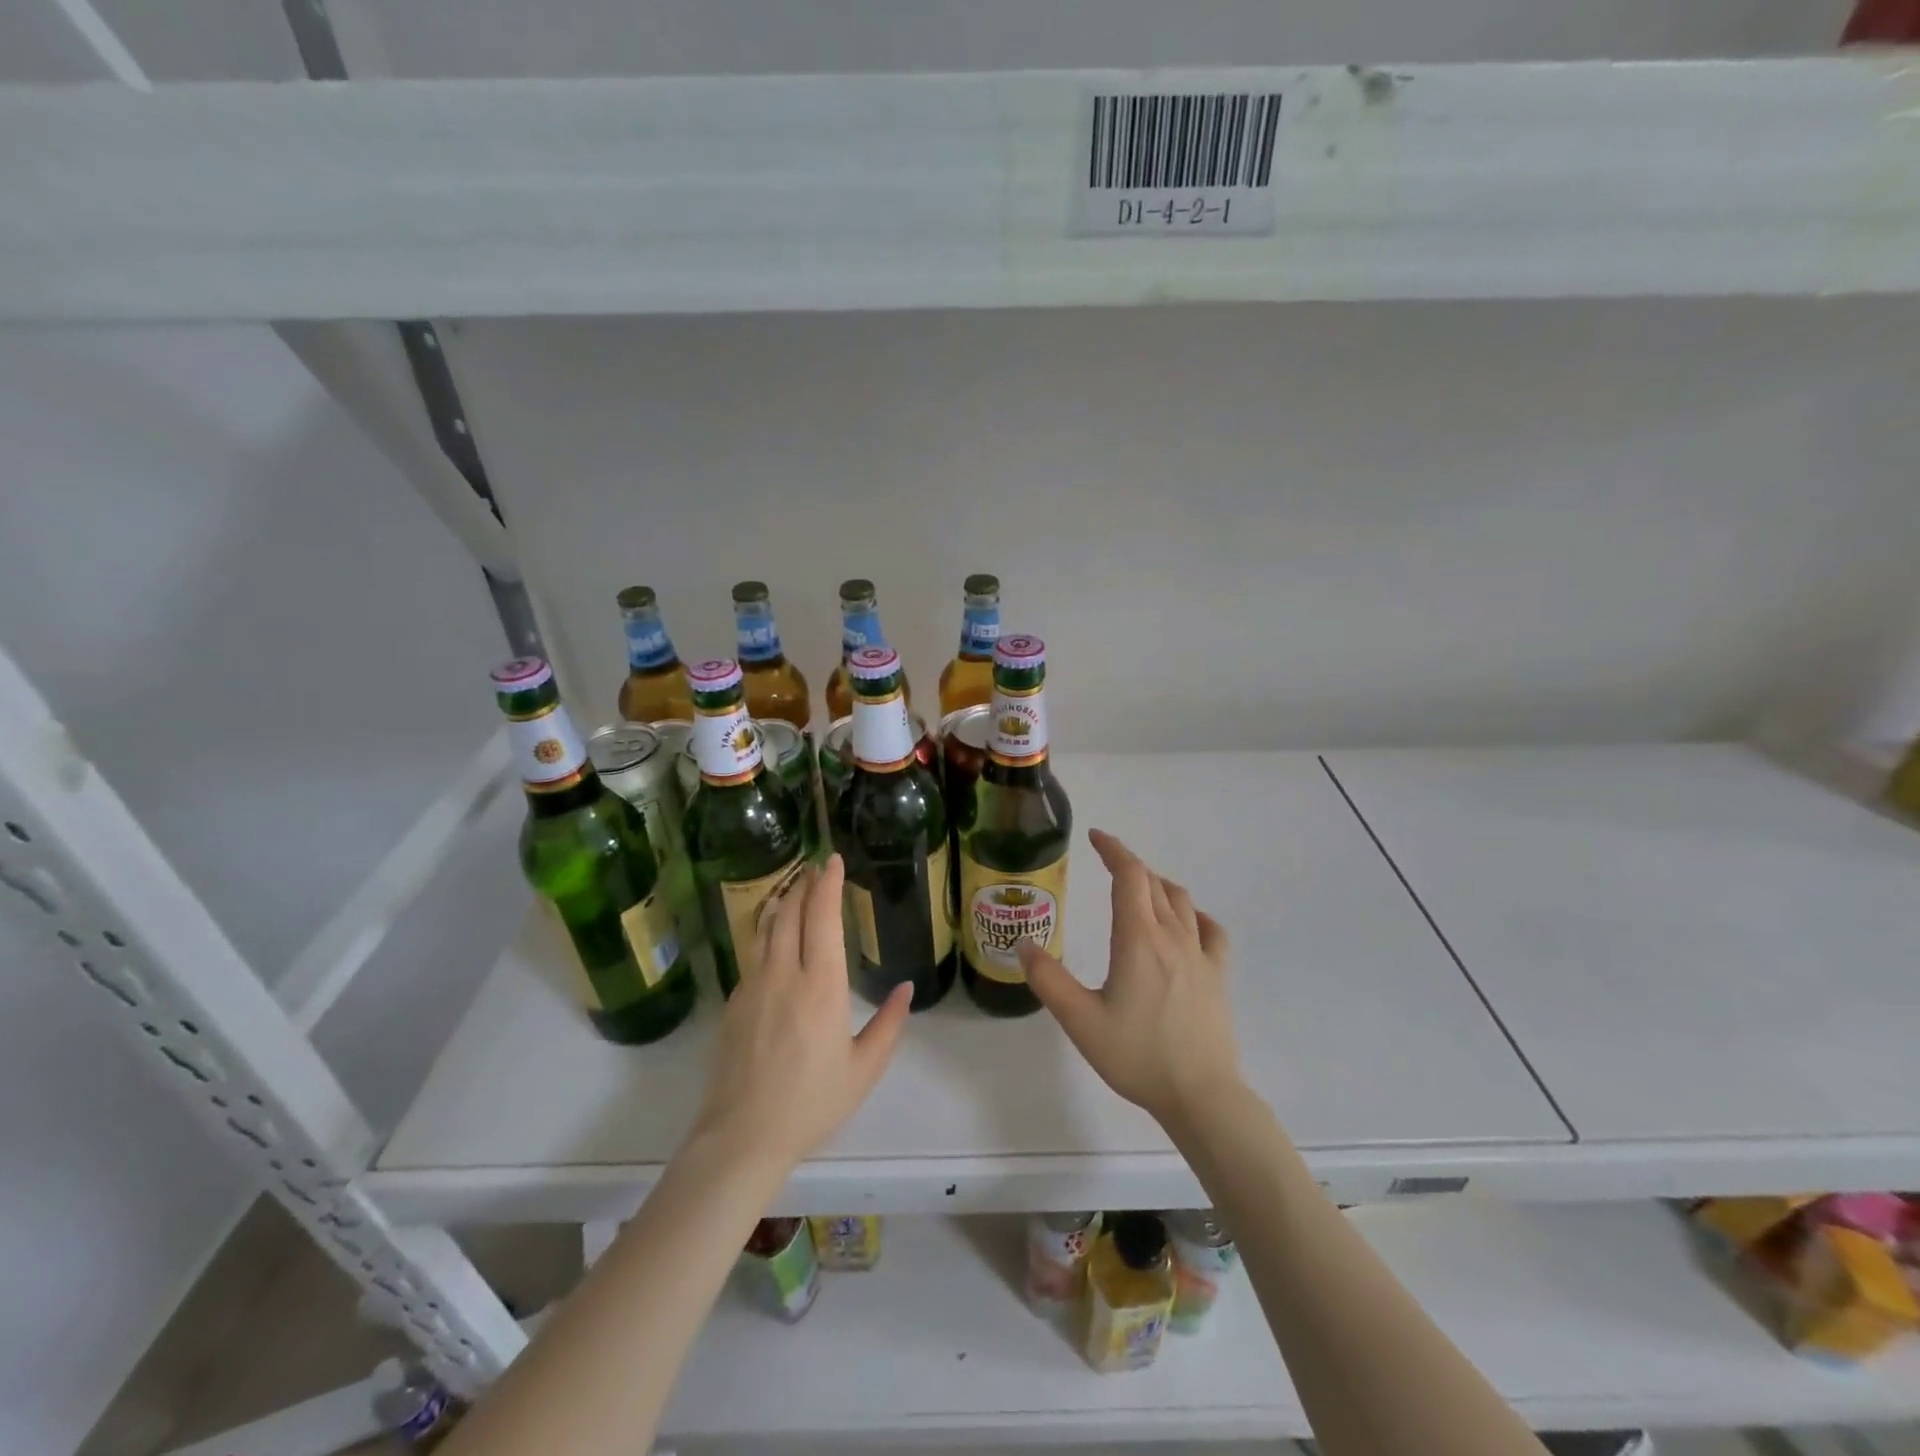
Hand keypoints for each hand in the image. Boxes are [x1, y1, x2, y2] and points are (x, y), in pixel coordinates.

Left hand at [693, 855, 911, 1167]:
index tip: (832, 861)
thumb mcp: (863, 1068)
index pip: (823, 918)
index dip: (828, 885)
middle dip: (804, 884)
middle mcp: (785, 974)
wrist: (743, 1136)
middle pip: (790, 913)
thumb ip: (888, 1024)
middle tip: (815, 867)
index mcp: (822, 986)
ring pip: (765, 928)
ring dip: (780, 901)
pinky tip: (772, 935)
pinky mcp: (734, 1002)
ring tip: (792, 888)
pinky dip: (765, 930)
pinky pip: (752, 952)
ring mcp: (753, 986)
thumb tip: (907, 989)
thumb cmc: (812, 1103)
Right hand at [1019, 829, 1240, 1129]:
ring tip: (1138, 889)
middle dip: (1129, 865)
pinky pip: (1210, 929)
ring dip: (1157, 885)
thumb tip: (1023, 943)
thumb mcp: (1080, 1021)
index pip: (1130, 876)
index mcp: (1138, 940)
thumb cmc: (1137, 1056)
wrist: (1201, 1095)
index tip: (1095, 837)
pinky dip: (1193, 914)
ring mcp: (1201, 954)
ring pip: (1181, 900)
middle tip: (1106, 864)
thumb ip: (1048, 980)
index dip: (1113, 850)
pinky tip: (1185, 924)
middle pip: (1153, 883)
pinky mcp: (1218, 974)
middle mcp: (1172, 936)